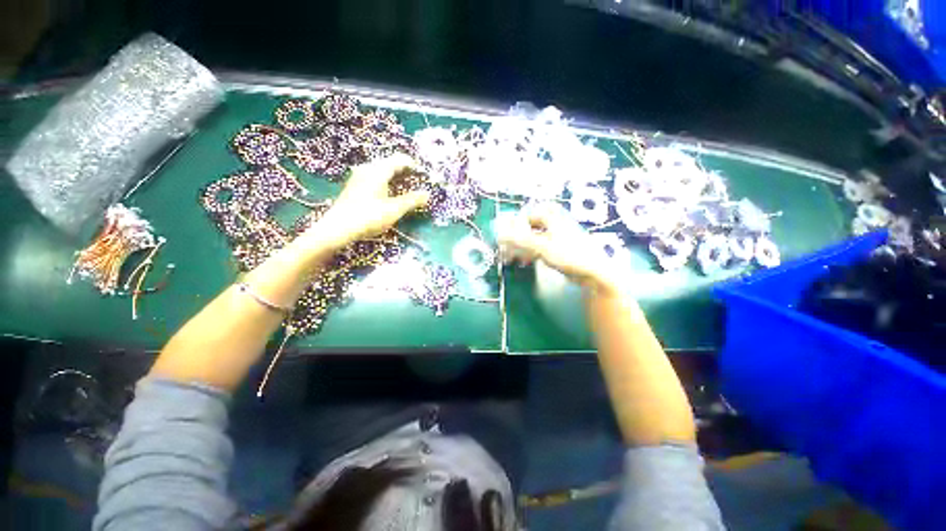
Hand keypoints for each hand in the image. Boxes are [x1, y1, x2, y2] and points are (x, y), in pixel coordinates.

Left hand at [303, 154, 429, 249]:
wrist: (338, 228)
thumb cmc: (368, 217)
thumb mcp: (394, 210)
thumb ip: (412, 200)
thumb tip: (427, 194)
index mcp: (378, 170)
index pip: (400, 159)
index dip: (414, 165)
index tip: (424, 175)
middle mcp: (368, 168)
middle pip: (390, 163)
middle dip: (405, 171)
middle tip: (417, 182)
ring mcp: (359, 176)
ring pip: (382, 170)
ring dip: (395, 176)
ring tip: (406, 188)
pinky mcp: (355, 186)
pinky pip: (375, 177)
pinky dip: (386, 181)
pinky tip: (389, 193)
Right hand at [498, 202, 618, 292]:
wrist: (594, 272)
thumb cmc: (569, 255)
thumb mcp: (542, 247)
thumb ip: (520, 240)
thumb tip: (499, 236)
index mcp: (551, 218)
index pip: (526, 216)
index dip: (514, 227)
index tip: (505, 239)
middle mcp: (553, 224)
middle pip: (528, 228)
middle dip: (516, 239)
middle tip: (507, 250)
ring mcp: (556, 237)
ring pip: (533, 239)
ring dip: (522, 247)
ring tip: (513, 258)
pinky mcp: (558, 249)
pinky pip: (539, 248)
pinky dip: (530, 253)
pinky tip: (525, 262)